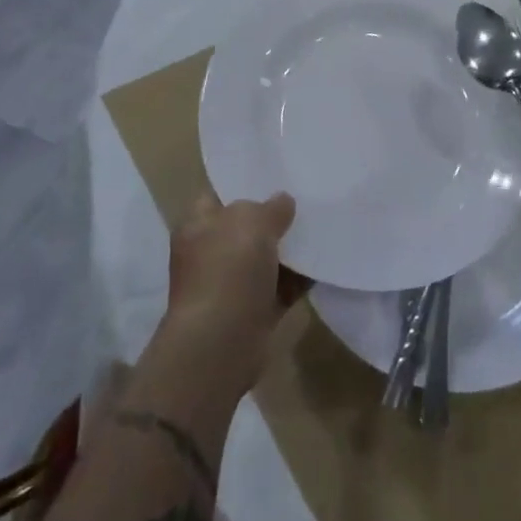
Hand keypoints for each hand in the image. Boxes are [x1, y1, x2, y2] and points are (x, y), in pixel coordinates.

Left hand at [162, 192, 305, 388]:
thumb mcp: (252, 221)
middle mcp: (210, 254)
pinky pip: (281, 288)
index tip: (275, 178)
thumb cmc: (228, 270)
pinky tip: (323, 264)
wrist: (222, 342)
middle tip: (306, 200)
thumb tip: (283, 202)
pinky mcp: (252, 312)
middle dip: (273, 218)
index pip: (217, 196)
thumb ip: (271, 207)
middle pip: (245, 229)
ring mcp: (230, 285)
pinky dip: (299, 280)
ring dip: (289, 250)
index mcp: (198, 226)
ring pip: (265, 259)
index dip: (243, 186)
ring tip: (321, 228)